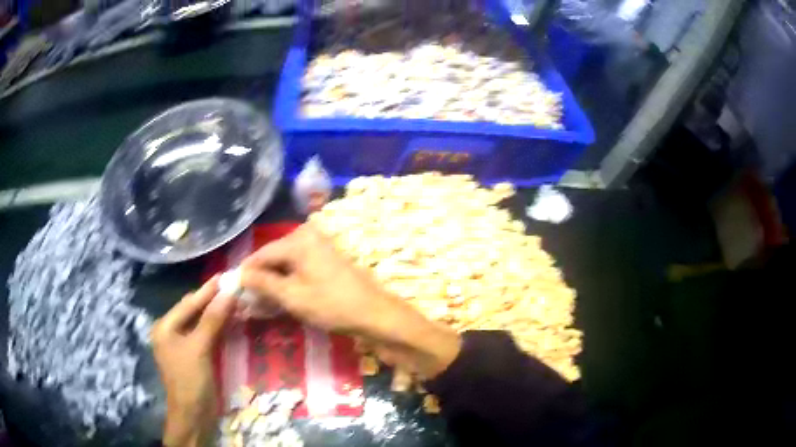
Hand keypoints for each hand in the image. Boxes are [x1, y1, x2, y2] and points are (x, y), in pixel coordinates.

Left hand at [152, 277, 236, 446]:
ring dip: (216, 314)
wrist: (194, 415)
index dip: (207, 291)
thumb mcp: (200, 348)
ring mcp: (181, 345)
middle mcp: (170, 332)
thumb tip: (229, 292)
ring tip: (234, 301)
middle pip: (193, 311)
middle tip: (232, 288)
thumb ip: (213, 319)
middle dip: (212, 301)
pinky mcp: (193, 356)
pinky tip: (229, 321)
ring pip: (200, 323)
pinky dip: (217, 328)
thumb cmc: (191, 380)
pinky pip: (205, 335)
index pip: (188, 304)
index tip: (224, 276)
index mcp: (165, 327)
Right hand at [239, 224, 460, 378]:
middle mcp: (309, 238)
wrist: (376, 315)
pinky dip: (288, 286)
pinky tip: (278, 302)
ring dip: (273, 286)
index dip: (246, 273)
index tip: (232, 289)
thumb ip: (263, 283)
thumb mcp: (292, 296)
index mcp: (299, 240)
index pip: (262, 254)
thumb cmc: (333, 304)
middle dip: (260, 281)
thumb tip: (239, 275)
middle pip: (274, 259)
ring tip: (258, 306)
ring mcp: (320, 250)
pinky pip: (299, 272)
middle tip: (246, 302)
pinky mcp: (327, 264)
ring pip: (286, 267)